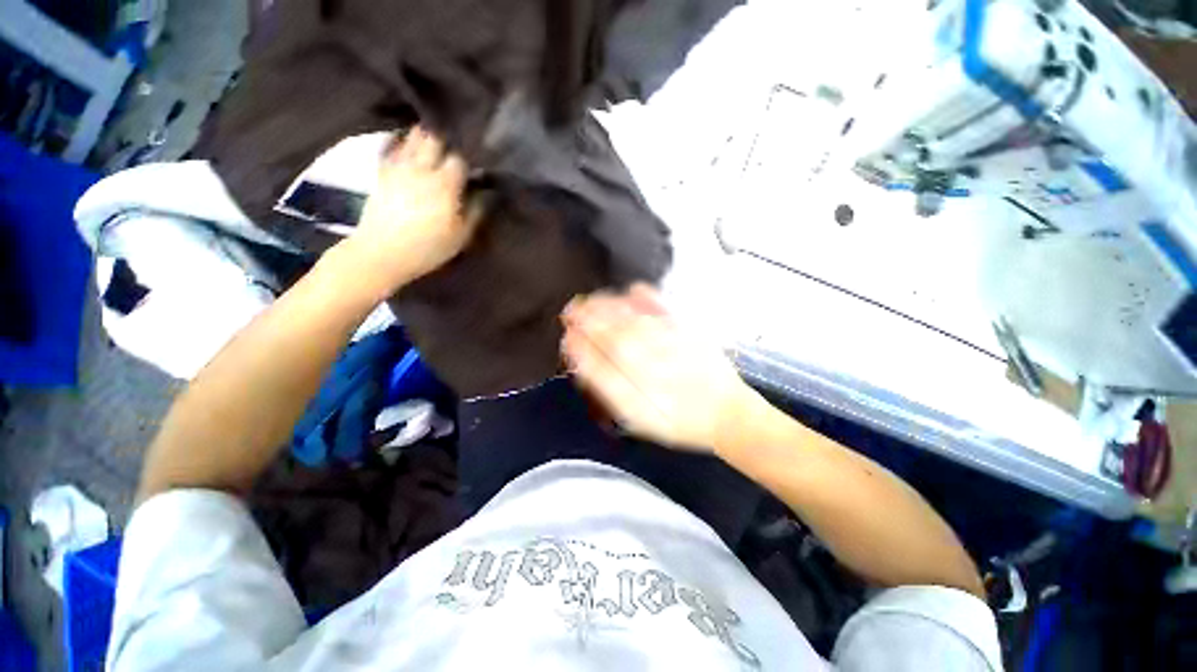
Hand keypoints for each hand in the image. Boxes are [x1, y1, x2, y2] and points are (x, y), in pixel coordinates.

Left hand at [349, 127, 481, 289]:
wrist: (382, 252)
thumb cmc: (428, 248)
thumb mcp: (460, 236)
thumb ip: (476, 211)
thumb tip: (487, 192)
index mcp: (444, 184)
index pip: (459, 159)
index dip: (469, 160)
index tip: (474, 166)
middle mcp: (421, 168)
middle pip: (434, 139)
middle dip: (446, 140)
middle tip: (453, 149)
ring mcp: (399, 167)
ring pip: (413, 138)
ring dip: (425, 137)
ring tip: (433, 144)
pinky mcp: (383, 172)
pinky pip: (394, 147)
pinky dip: (403, 142)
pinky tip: (409, 148)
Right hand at [561, 284, 755, 451]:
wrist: (725, 415)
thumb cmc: (679, 421)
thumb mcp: (639, 419)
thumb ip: (611, 392)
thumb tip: (586, 366)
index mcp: (635, 392)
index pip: (600, 364)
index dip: (580, 347)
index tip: (568, 335)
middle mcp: (650, 366)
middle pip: (613, 337)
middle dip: (588, 321)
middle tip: (571, 309)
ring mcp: (669, 347)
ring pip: (633, 322)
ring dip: (609, 307)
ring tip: (592, 299)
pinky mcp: (688, 334)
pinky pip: (666, 312)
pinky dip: (649, 298)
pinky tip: (635, 289)